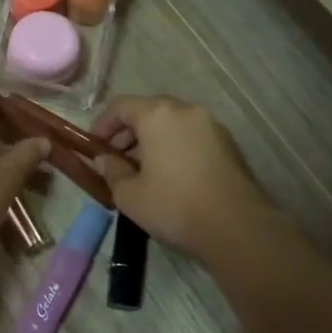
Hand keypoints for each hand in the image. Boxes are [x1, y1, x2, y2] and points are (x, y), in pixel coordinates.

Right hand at [91, 96, 274, 262]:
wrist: (237, 227)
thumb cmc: (174, 206)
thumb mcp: (129, 195)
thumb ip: (111, 171)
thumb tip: (104, 160)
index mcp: (158, 115)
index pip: (121, 106)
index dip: (102, 124)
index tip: (94, 146)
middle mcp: (186, 110)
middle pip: (149, 111)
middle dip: (128, 132)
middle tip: (116, 159)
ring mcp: (211, 125)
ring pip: (172, 123)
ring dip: (152, 140)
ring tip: (142, 170)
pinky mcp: (228, 144)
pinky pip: (191, 136)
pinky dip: (174, 146)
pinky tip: (170, 175)